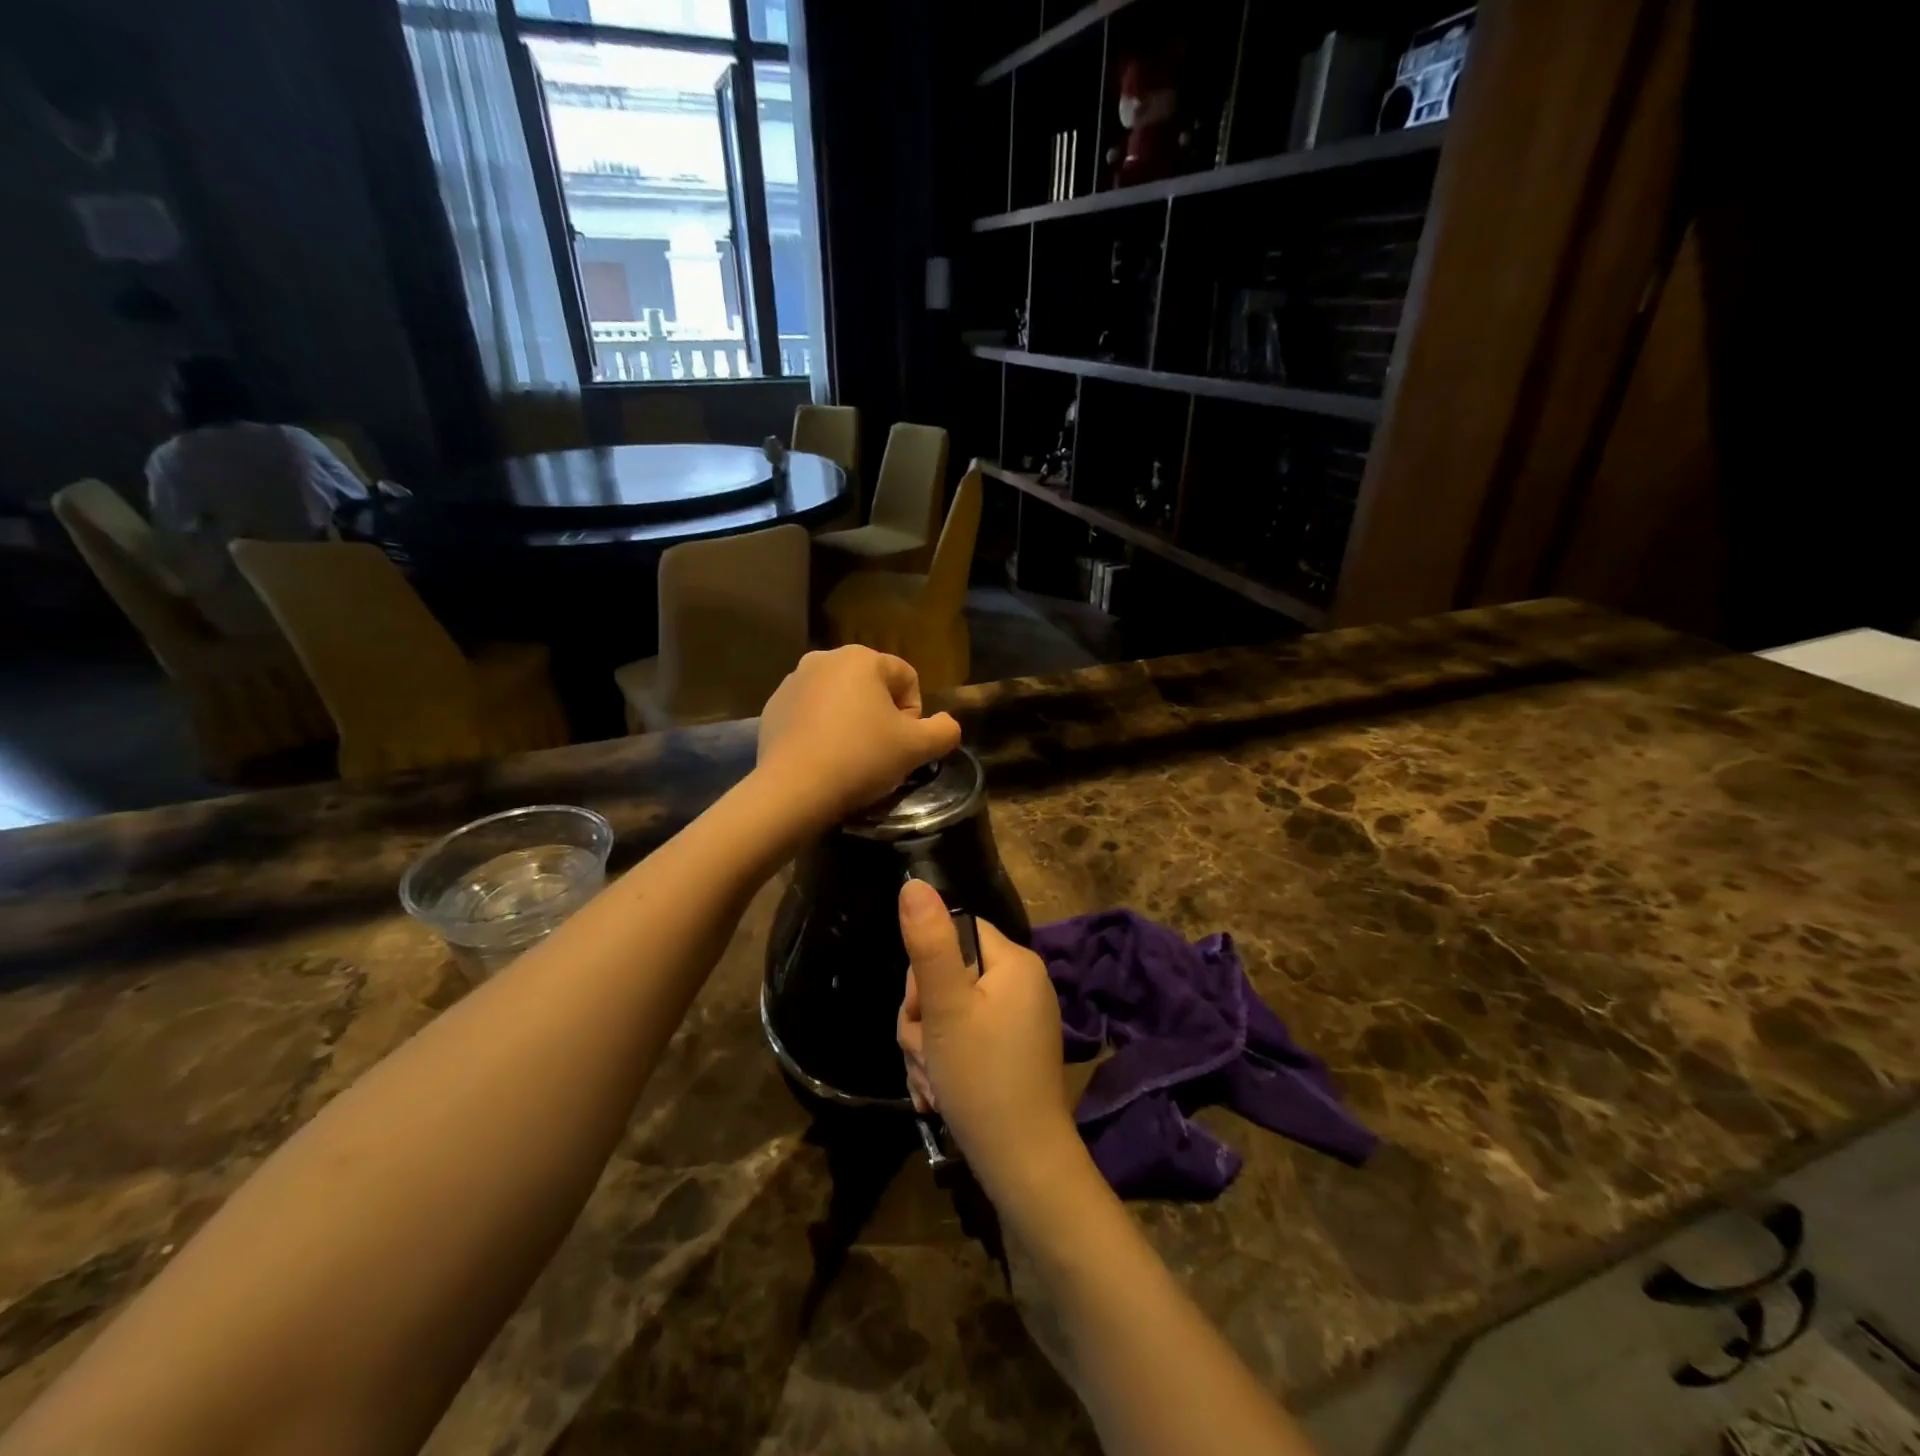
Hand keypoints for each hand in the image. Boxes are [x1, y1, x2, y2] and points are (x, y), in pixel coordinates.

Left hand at [757, 647, 960, 822]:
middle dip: (881, 717)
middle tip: (879, 753)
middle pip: (872, 688)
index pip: (907, 680)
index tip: (901, 744)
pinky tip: (823, 759)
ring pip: (840, 700)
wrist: (793, 790)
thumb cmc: (861, 758)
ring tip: (849, 758)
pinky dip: (822, 731)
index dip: (913, 715)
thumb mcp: (918, 748)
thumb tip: (946, 725)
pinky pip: (811, 714)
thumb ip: (945, 731)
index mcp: (861, 658)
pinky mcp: (772, 708)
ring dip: (852, 723)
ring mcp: (792, 682)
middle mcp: (824, 658)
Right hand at [896, 879, 1076, 1194]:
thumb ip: (928, 944)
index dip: (927, 968)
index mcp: (1015, 963)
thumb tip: (913, 883)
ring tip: (931, 1081)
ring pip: (948, 1012)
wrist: (1022, 1165)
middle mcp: (1022, 984)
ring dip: (927, 1045)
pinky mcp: (1010, 1052)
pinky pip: (964, 1039)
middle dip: (922, 1016)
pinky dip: (944, 1062)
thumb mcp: (945, 1008)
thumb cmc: (982, 1078)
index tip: (922, 1008)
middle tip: (924, 1051)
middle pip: (949, 975)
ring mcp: (1017, 1020)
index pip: (956, 933)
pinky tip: (938, 1093)